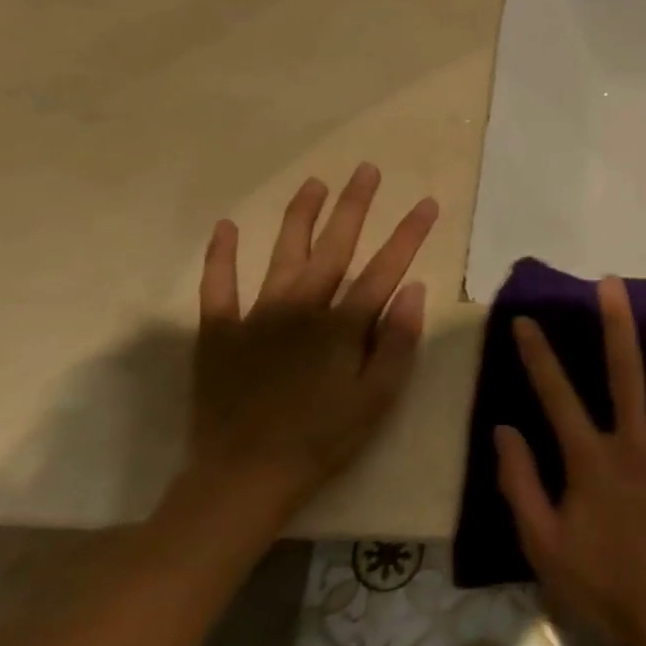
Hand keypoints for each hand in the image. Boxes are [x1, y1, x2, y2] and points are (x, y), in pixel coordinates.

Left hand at [189, 163, 437, 523]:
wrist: (245, 476)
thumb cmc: (324, 438)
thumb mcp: (379, 397)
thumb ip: (397, 340)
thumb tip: (413, 289)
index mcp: (343, 325)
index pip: (386, 267)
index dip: (409, 233)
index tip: (428, 202)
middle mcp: (302, 308)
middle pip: (334, 247)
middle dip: (355, 206)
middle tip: (367, 170)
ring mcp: (256, 316)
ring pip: (282, 254)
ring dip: (299, 216)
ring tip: (314, 183)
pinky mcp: (219, 333)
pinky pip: (217, 287)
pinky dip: (221, 257)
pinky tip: (226, 228)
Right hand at [496, 278, 645, 645]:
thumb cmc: (600, 583)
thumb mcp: (541, 540)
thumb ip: (520, 482)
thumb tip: (503, 428)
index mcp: (589, 457)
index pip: (556, 395)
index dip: (539, 356)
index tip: (528, 320)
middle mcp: (634, 439)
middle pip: (624, 369)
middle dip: (616, 323)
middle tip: (613, 283)